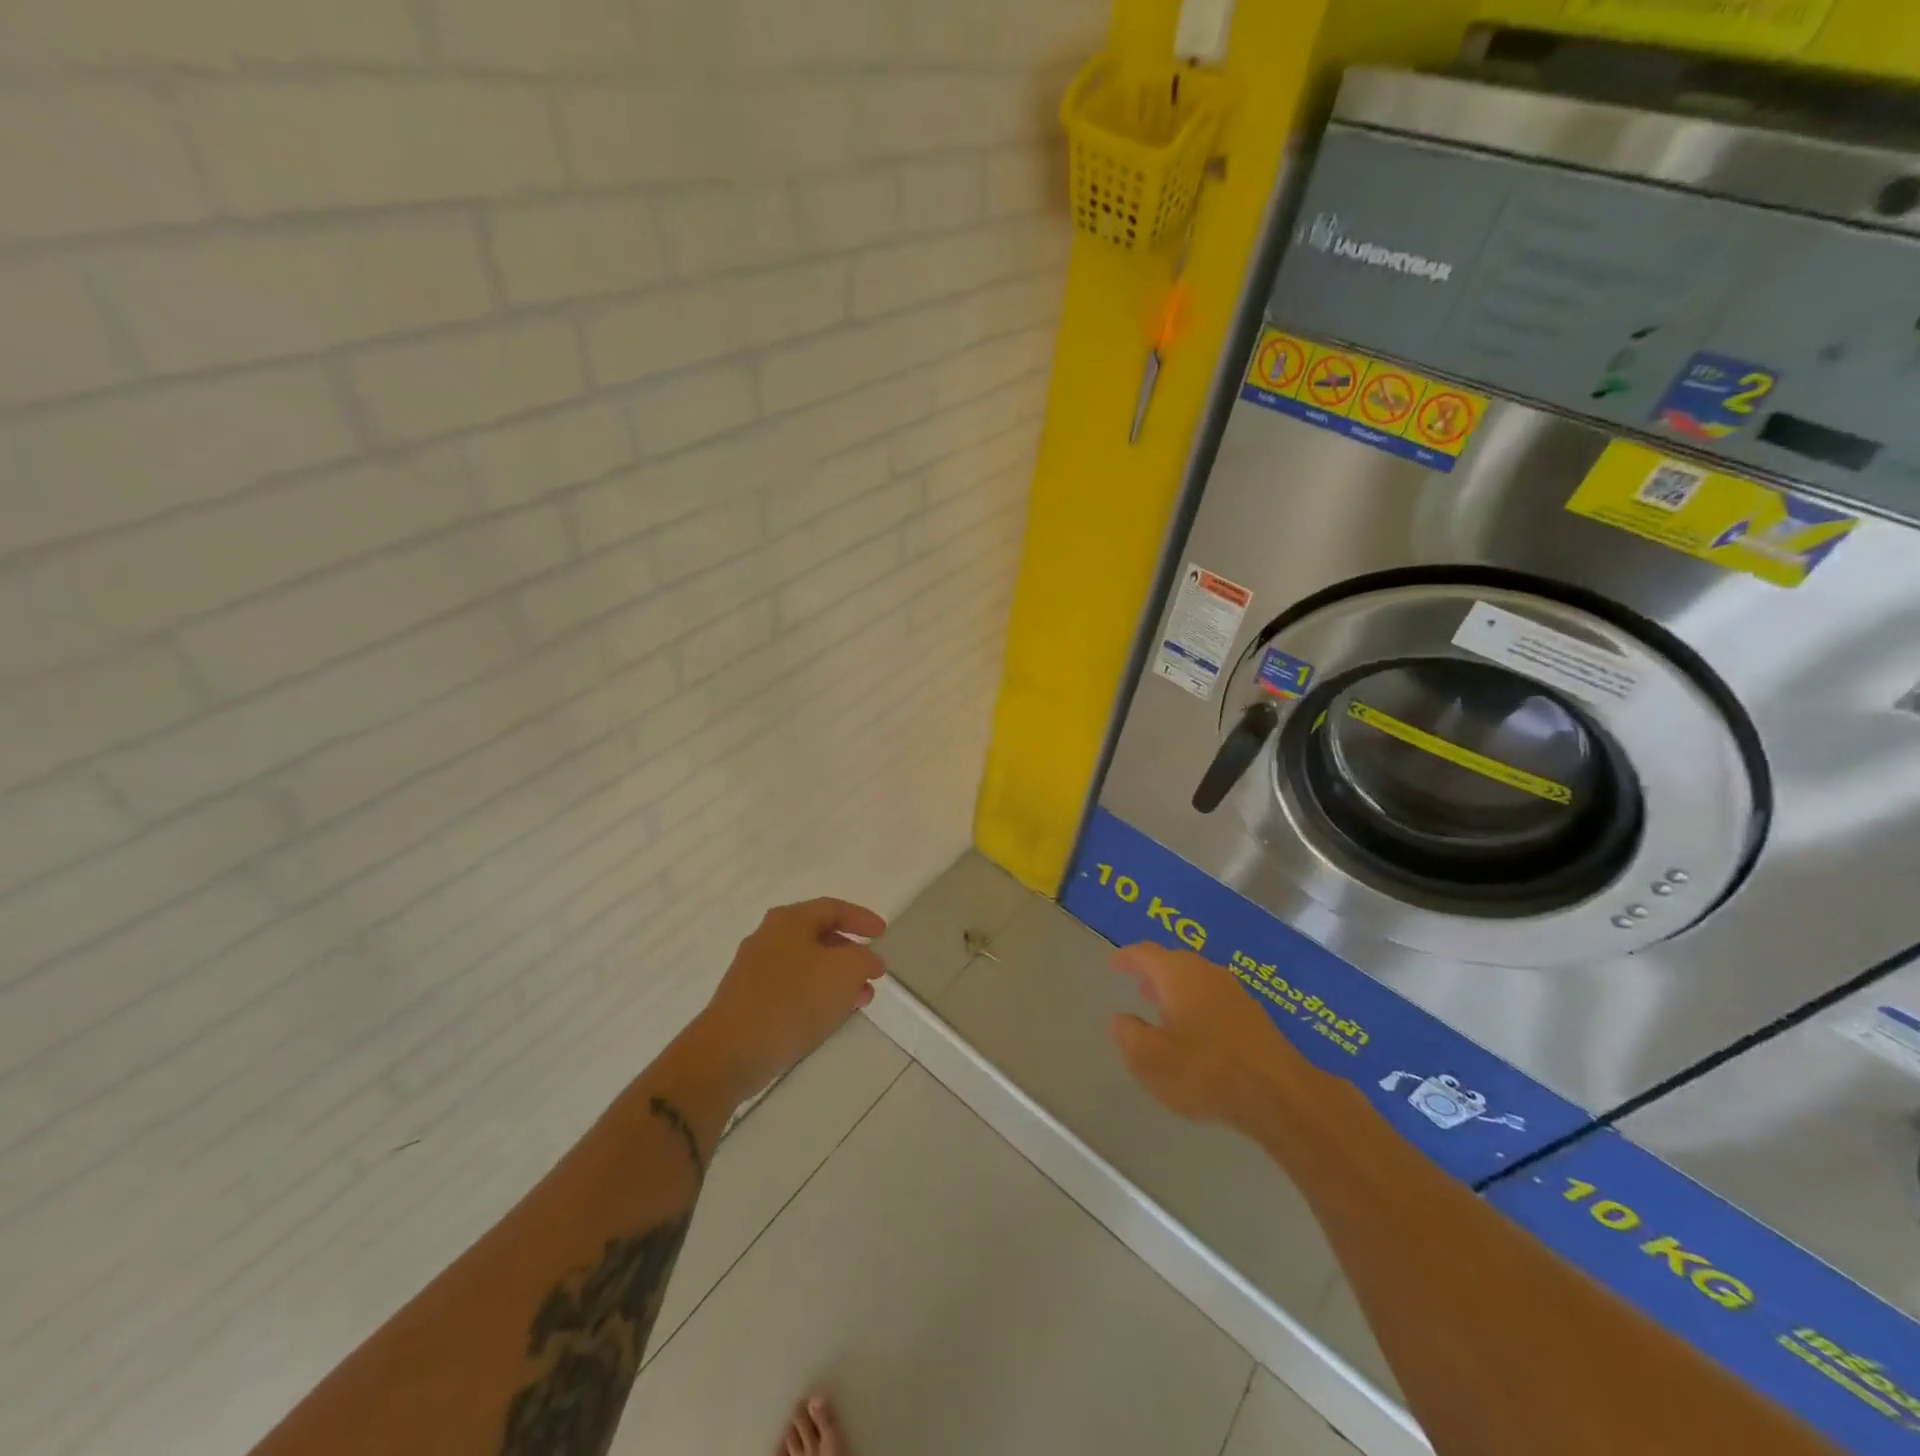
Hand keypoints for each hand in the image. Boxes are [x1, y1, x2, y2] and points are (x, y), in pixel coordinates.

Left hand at [689, 898, 888, 1100]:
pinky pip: (792, 989)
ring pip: (807, 966)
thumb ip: (864, 959)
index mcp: (789, 921)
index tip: (883, 933)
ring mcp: (754, 970)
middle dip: (850, 954)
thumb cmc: (793, 1000)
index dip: (861, 918)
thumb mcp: (845, 972)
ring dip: (836, 979)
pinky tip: (829, 1016)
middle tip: (872, 972)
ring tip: (860, 1001)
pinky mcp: (748, 1001)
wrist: (731, 1051)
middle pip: (818, 936)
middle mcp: (769, 938)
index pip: (832, 908)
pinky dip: (816, 996)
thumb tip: (868, 960)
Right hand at [1107, 942, 1312, 1135]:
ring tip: (1162, 1008)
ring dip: (1177, 989)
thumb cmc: (1206, 1071)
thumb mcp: (1150, 1059)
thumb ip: (1129, 1035)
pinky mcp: (1254, 1015)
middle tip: (1138, 985)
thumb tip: (1122, 1019)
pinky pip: (1215, 998)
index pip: (1146, 953)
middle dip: (1154, 972)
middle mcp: (1207, 972)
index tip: (1114, 963)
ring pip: (1197, 980)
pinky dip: (1197, 1005)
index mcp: (1178, 974)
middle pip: (1175, 962)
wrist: (1279, 1094)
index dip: (1127, 956)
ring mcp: (1235, 992)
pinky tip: (1196, 1032)